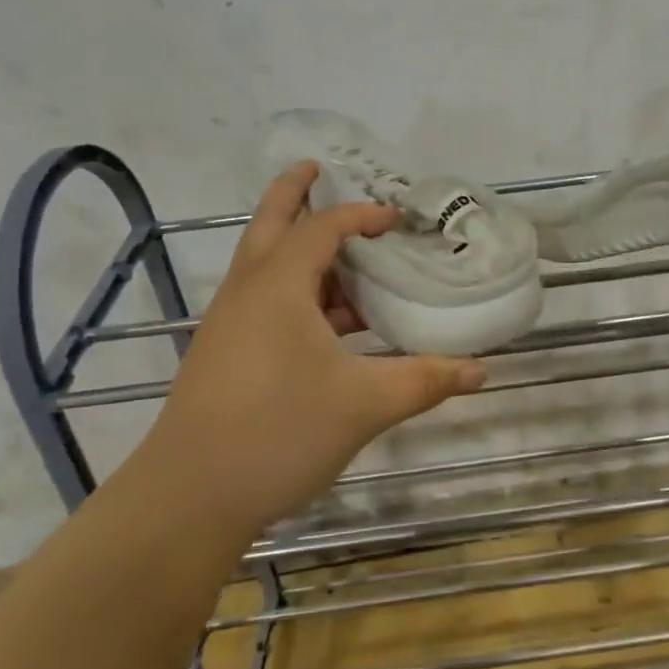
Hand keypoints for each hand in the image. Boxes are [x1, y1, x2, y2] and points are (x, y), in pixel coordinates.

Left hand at [142, 162, 484, 538]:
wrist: (187, 499)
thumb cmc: (277, 433)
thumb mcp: (363, 405)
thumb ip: (424, 380)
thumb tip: (481, 371)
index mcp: (279, 285)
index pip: (324, 227)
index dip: (363, 216)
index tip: (398, 220)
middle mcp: (248, 290)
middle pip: (271, 222)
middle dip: (294, 191)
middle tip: (319, 170)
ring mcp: (230, 322)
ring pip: (266, 264)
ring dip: (302, 251)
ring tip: (350, 263)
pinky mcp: (224, 352)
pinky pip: (265, 299)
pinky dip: (297, 292)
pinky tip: (332, 328)